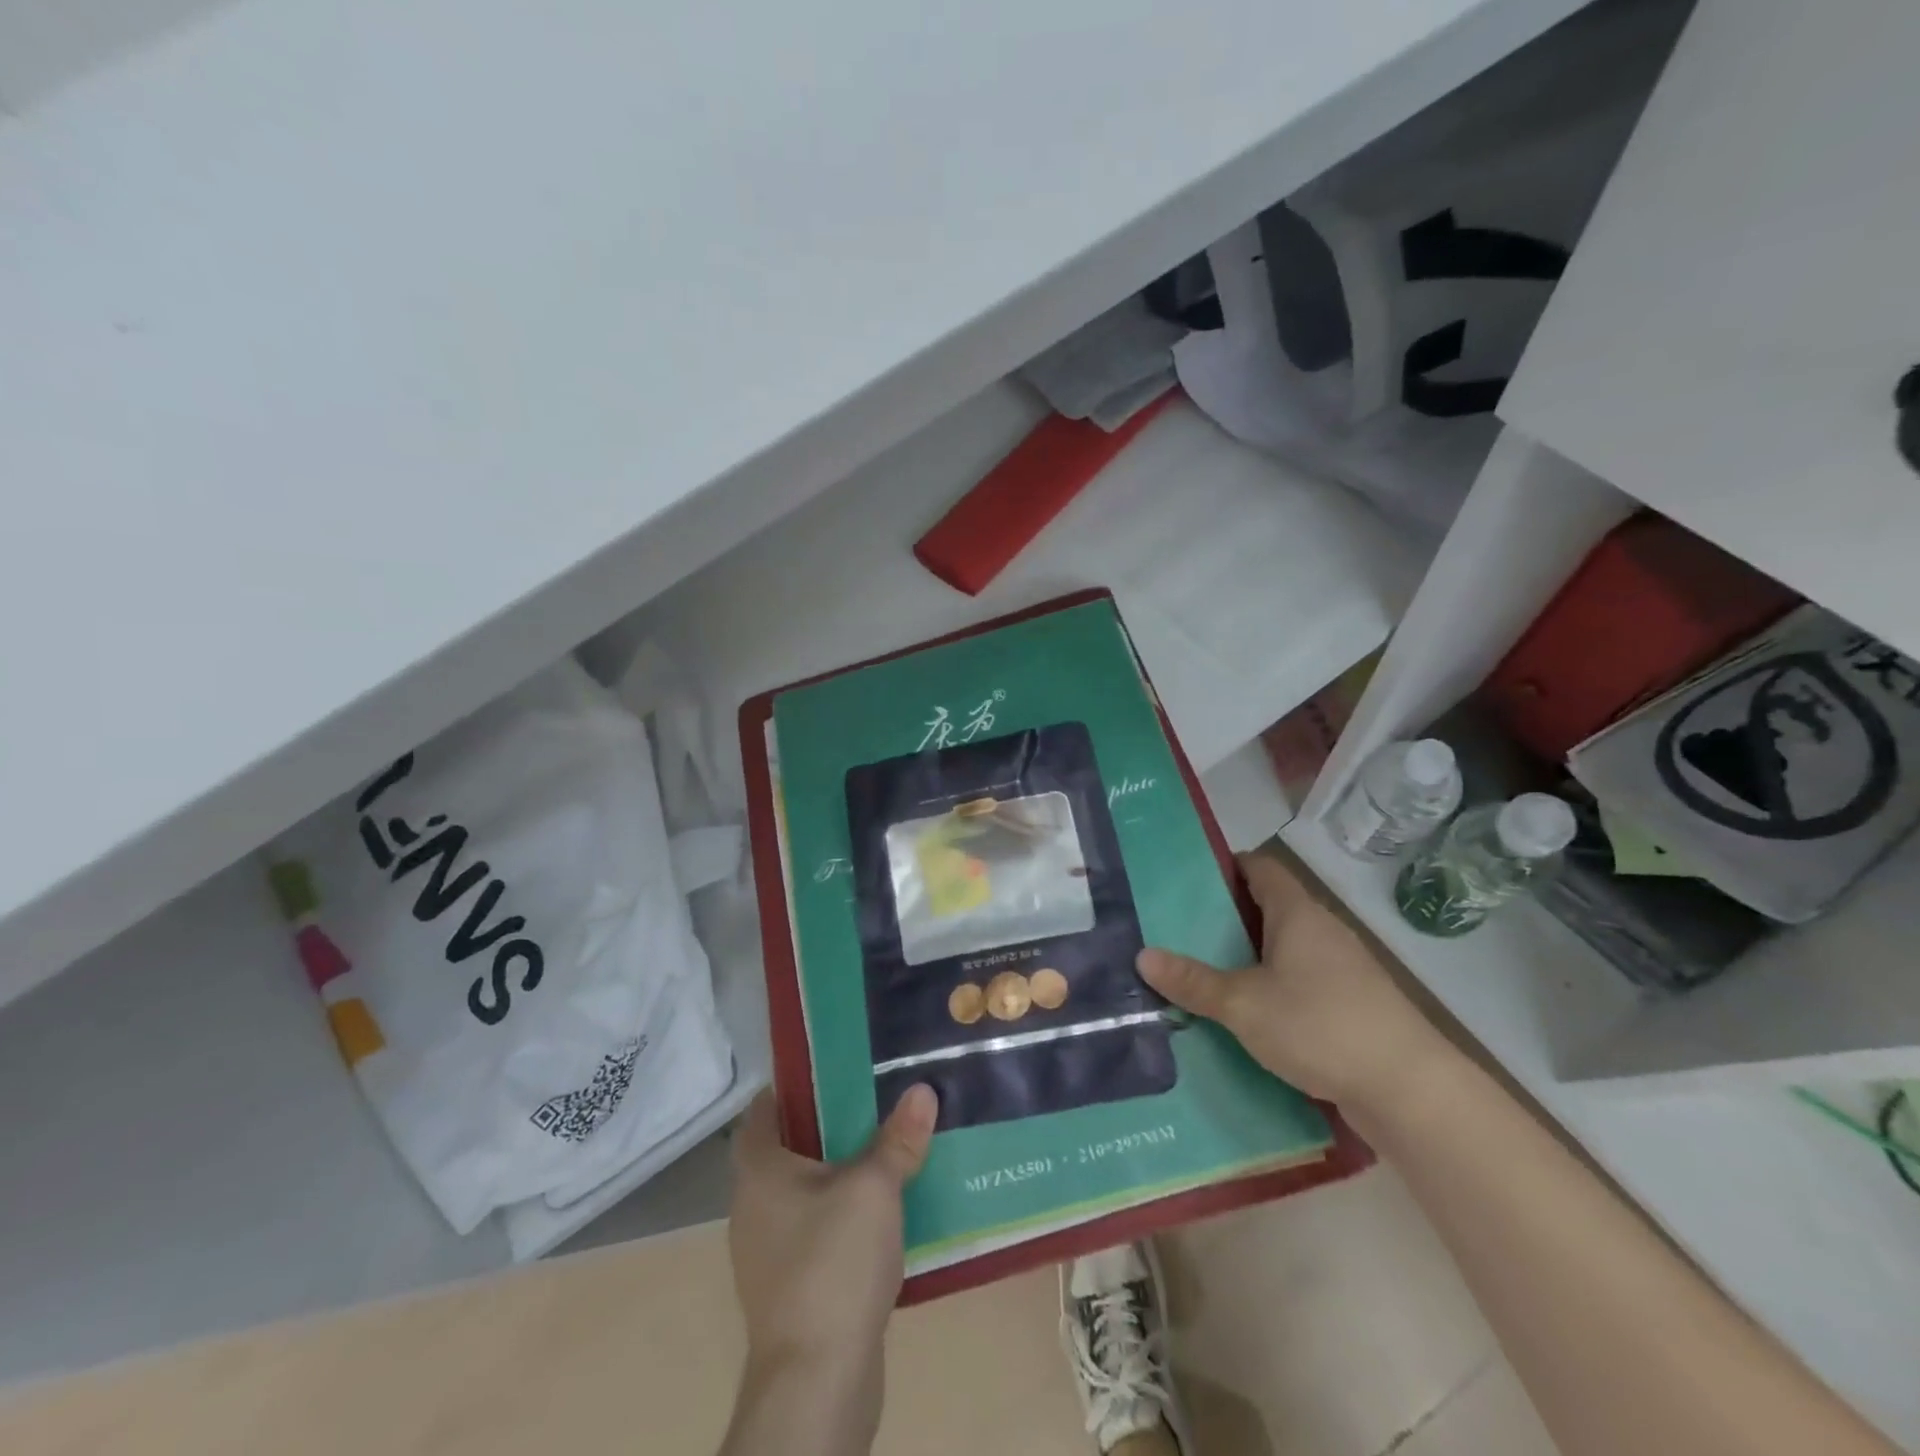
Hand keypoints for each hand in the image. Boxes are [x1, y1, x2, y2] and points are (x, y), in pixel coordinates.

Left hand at [727, 1084, 937, 1389]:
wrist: (816, 1381)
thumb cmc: (833, 1263)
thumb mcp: (875, 1188)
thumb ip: (898, 1139)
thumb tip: (922, 1090)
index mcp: (759, 1172)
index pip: (761, 1112)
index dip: (790, 1088)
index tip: (829, 1073)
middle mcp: (752, 1208)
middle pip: (785, 1151)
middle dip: (824, 1128)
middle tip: (869, 1105)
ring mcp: (766, 1254)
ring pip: (802, 1195)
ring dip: (836, 1176)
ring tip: (882, 1154)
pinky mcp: (789, 1290)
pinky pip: (813, 1234)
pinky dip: (839, 1219)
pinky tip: (879, 1218)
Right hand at [1137, 850, 1455, 1116]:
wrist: (1409, 1090)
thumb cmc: (1320, 1026)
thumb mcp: (1243, 1005)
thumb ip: (1194, 981)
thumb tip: (1143, 956)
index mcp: (1297, 913)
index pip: (1259, 868)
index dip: (1225, 866)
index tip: (1186, 880)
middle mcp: (1321, 930)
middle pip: (1268, 907)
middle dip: (1226, 917)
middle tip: (1178, 929)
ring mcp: (1341, 968)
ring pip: (1283, 948)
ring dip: (1248, 956)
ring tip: (1202, 971)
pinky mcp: (1351, 1004)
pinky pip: (1299, 980)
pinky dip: (1271, 986)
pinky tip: (1245, 1012)